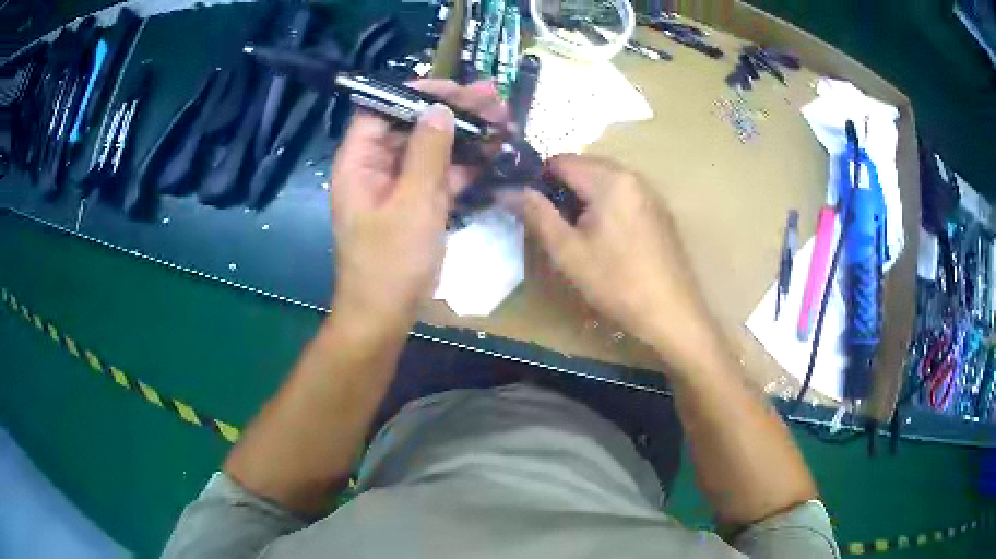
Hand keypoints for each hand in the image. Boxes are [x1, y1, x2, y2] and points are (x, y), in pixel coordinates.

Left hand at [329, 80, 508, 326]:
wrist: (386, 316)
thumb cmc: (390, 262)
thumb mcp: (411, 203)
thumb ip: (427, 153)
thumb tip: (439, 109)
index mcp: (359, 162)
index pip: (382, 109)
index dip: (416, 93)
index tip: (454, 87)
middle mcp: (376, 167)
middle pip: (412, 125)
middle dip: (453, 110)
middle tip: (493, 98)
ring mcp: (399, 186)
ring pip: (432, 149)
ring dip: (466, 135)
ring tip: (504, 119)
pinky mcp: (417, 205)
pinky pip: (440, 176)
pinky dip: (465, 166)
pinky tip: (495, 153)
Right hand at [522, 155, 720, 370]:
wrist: (671, 312)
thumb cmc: (616, 282)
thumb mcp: (567, 251)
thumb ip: (536, 213)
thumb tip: (507, 189)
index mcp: (609, 179)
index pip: (560, 160)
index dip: (538, 180)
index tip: (531, 209)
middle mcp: (633, 175)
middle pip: (584, 166)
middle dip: (562, 189)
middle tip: (555, 226)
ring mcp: (650, 192)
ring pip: (604, 180)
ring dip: (584, 198)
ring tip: (580, 235)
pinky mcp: (659, 210)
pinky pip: (623, 194)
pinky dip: (606, 205)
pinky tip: (608, 240)